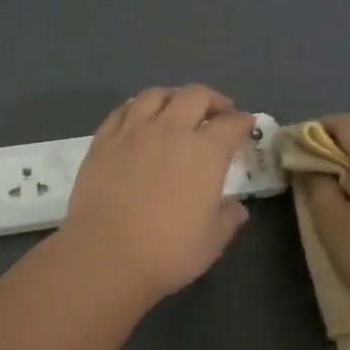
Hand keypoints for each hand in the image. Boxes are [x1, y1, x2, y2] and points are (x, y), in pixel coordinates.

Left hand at [60, 85, 256, 300]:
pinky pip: (122, 110)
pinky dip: (137, 108)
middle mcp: (171, 130)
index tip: (246, 125)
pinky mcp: (103, 140)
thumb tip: (236, 208)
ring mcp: (133, 131)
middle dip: (213, 100)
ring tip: (177, 108)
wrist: (105, 255)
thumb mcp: (211, 241)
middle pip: (195, 96)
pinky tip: (138, 118)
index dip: (243, 122)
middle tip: (218, 113)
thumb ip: (227, 218)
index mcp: (205, 151)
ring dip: (173, 97)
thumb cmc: (167, 251)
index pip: (231, 124)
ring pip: (156, 95)